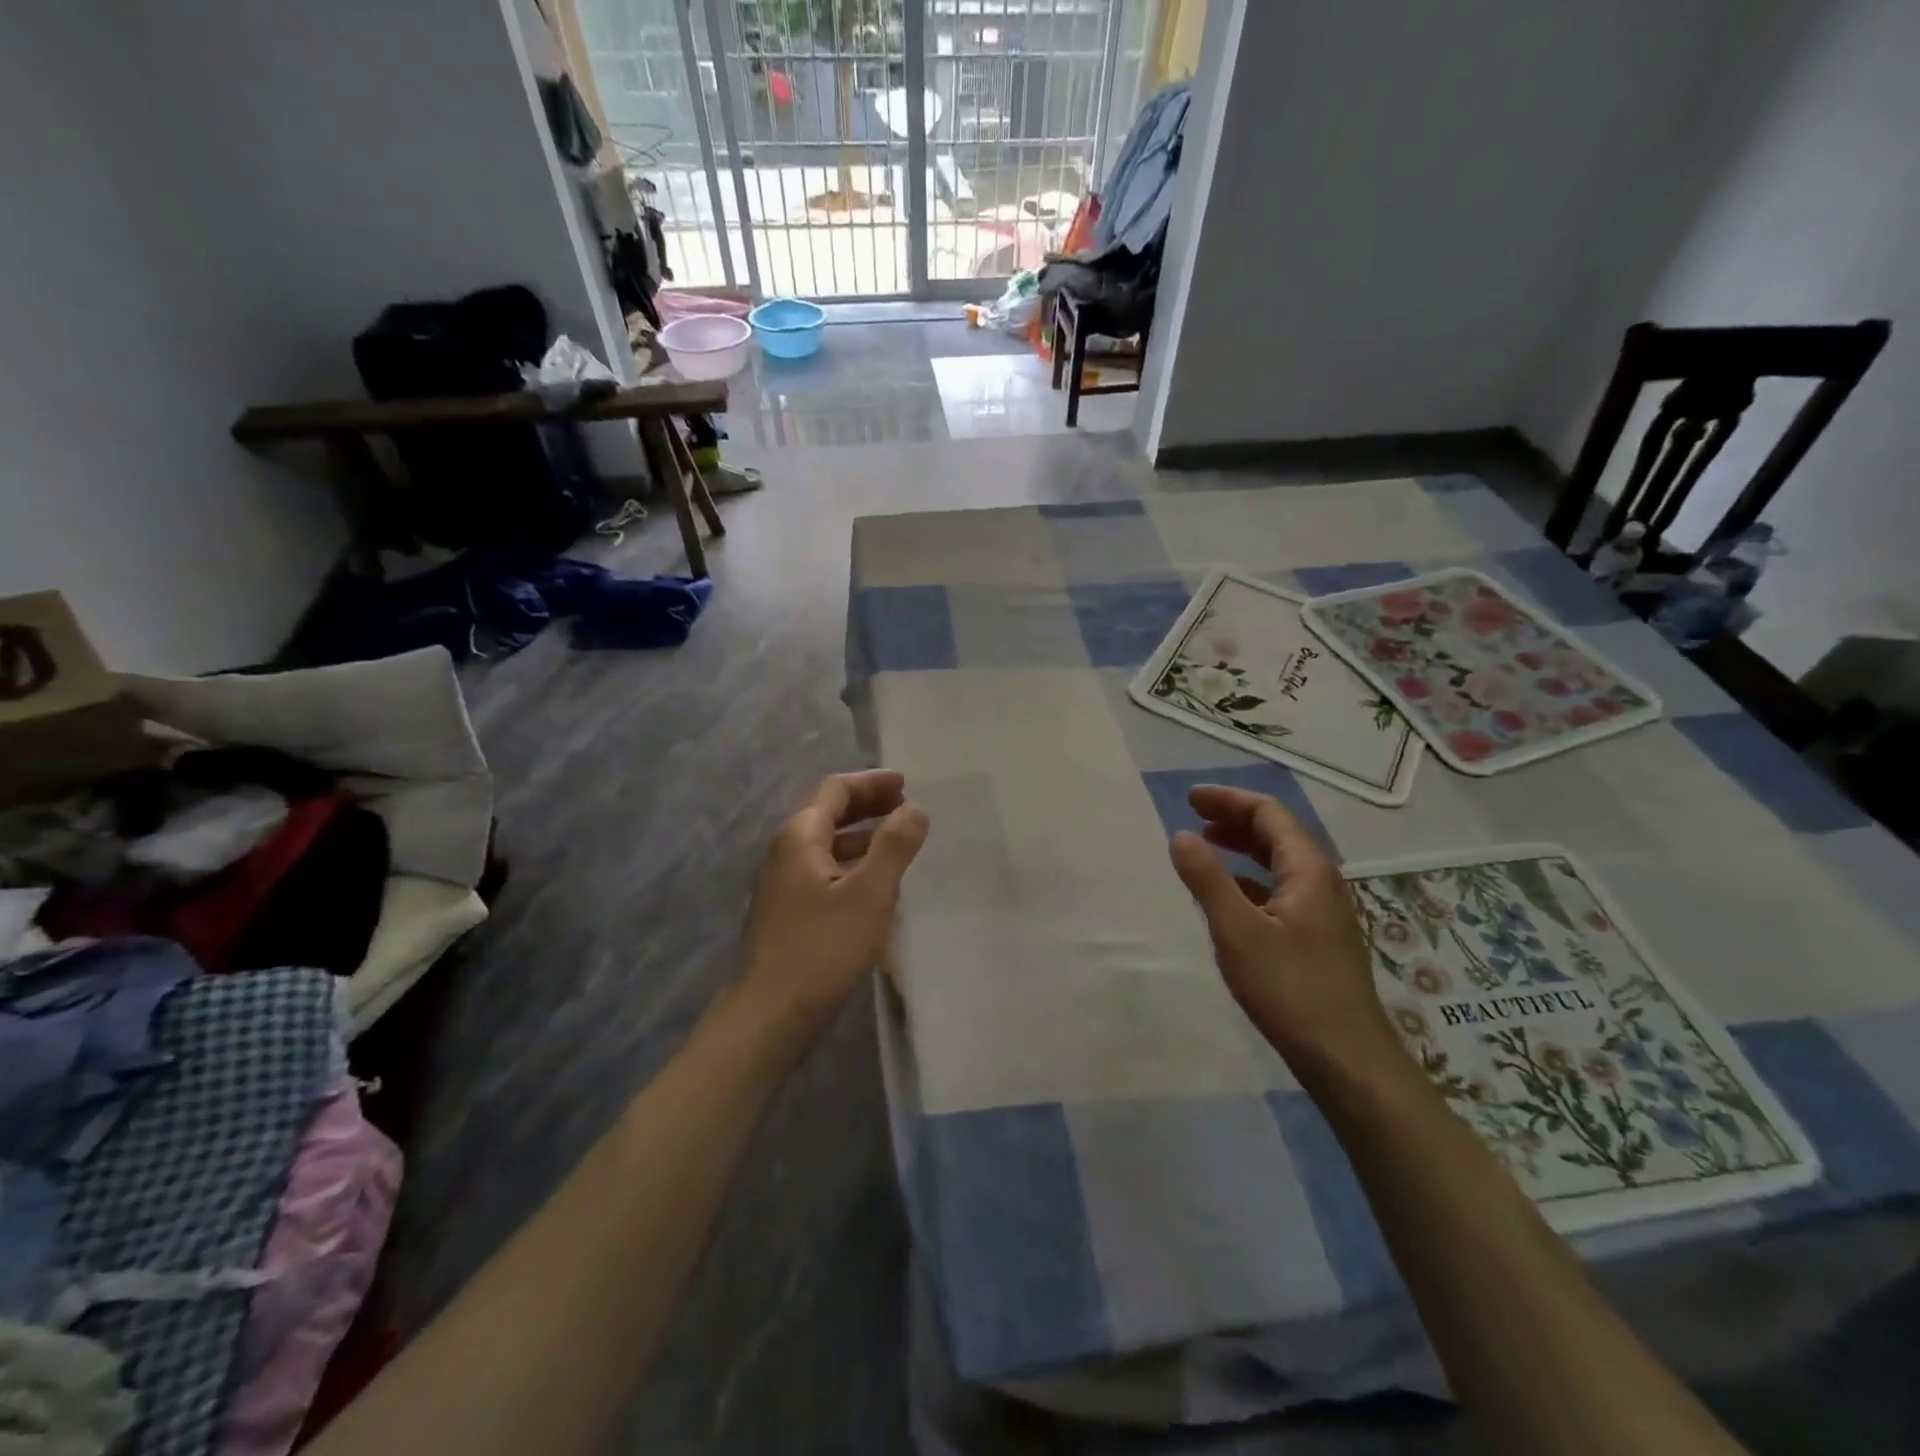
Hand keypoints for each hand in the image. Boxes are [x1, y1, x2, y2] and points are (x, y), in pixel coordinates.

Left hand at [734, 770, 929, 1037]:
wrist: (767, 1017)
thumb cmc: (821, 949)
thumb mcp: (869, 894)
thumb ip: (894, 846)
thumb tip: (915, 808)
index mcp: (800, 837)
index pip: (836, 790)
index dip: (872, 783)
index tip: (906, 783)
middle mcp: (785, 853)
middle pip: (828, 814)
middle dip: (868, 806)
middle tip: (906, 807)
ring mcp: (781, 885)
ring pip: (827, 846)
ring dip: (862, 838)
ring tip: (898, 843)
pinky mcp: (786, 914)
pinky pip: (824, 873)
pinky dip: (851, 866)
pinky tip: (874, 887)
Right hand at [1169, 785, 1409, 1090]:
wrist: (1348, 1058)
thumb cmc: (1291, 989)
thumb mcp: (1238, 931)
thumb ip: (1208, 880)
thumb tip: (1181, 835)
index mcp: (1307, 870)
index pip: (1269, 813)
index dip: (1229, 800)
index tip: (1189, 799)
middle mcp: (1321, 882)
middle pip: (1277, 833)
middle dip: (1234, 818)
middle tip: (1193, 816)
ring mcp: (1323, 911)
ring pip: (1279, 862)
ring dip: (1242, 847)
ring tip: (1206, 846)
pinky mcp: (1318, 937)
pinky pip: (1280, 889)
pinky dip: (1250, 879)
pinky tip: (1229, 895)